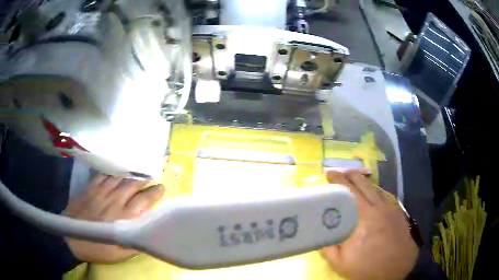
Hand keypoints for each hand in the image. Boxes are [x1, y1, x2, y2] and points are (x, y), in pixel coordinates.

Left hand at [63, 174, 164, 263]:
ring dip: (130, 174)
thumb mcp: (120, 255)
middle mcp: (115, 202)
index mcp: (124, 219)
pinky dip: (111, 172)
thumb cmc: (97, 249)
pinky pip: (103, 176)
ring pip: (119, 179)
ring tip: (138, 171)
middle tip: (152, 176)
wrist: (71, 238)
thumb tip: (150, 236)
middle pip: (132, 186)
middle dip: (144, 180)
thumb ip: (135, 244)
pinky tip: (116, 171)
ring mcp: (101, 193)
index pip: (143, 202)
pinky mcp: (90, 189)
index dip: (154, 193)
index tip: (161, 187)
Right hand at [321, 170, 418, 279]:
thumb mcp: (341, 263)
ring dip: (363, 181)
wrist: (396, 269)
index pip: (349, 191)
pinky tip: (371, 195)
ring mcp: (390, 208)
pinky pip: (384, 196)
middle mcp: (378, 207)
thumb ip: (328, 247)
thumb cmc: (368, 268)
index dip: (338, 179)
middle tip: (339, 172)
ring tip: (353, 180)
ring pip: (375, 188)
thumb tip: (320, 232)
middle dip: (350, 174)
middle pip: (364, 183)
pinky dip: (374, 191)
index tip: (328, 173)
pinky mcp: (397, 212)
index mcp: (364, 217)